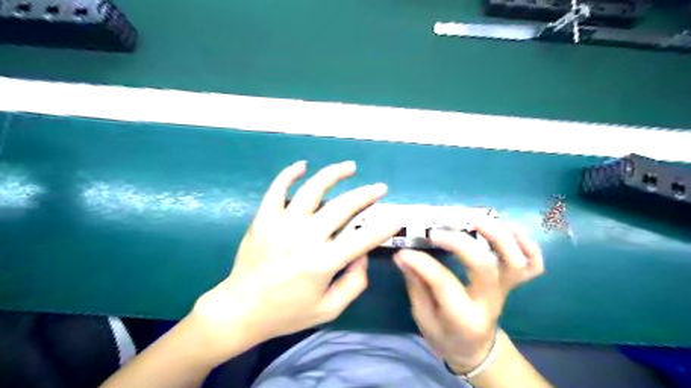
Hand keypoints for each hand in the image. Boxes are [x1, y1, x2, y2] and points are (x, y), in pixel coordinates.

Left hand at [193, 160, 400, 360]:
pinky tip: (302, 165)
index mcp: (322, 262)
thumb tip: (363, 255)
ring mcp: (282, 224)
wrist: (240, 309)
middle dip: (366, 195)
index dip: (383, 227)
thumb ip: (353, 283)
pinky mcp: (264, 218)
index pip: (362, 239)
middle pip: (343, 207)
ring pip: (313, 189)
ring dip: (334, 174)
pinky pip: (277, 189)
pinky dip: (289, 174)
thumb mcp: (328, 310)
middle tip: (379, 188)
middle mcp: (305, 237)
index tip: (396, 218)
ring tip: (350, 166)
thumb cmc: (287, 312)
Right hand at [394, 218, 544, 372]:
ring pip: (514, 260)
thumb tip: (404, 255)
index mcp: (464, 317)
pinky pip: (534, 263)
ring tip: (473, 219)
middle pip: (484, 265)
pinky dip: (528, 244)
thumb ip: (416, 285)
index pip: (443, 283)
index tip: (403, 252)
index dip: (421, 263)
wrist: (476, 349)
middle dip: (458, 242)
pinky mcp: (514, 283)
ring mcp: (506, 290)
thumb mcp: (423, 318)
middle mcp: (490, 301)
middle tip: (435, 231)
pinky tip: (507, 229)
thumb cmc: (445, 335)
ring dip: (497, 234)